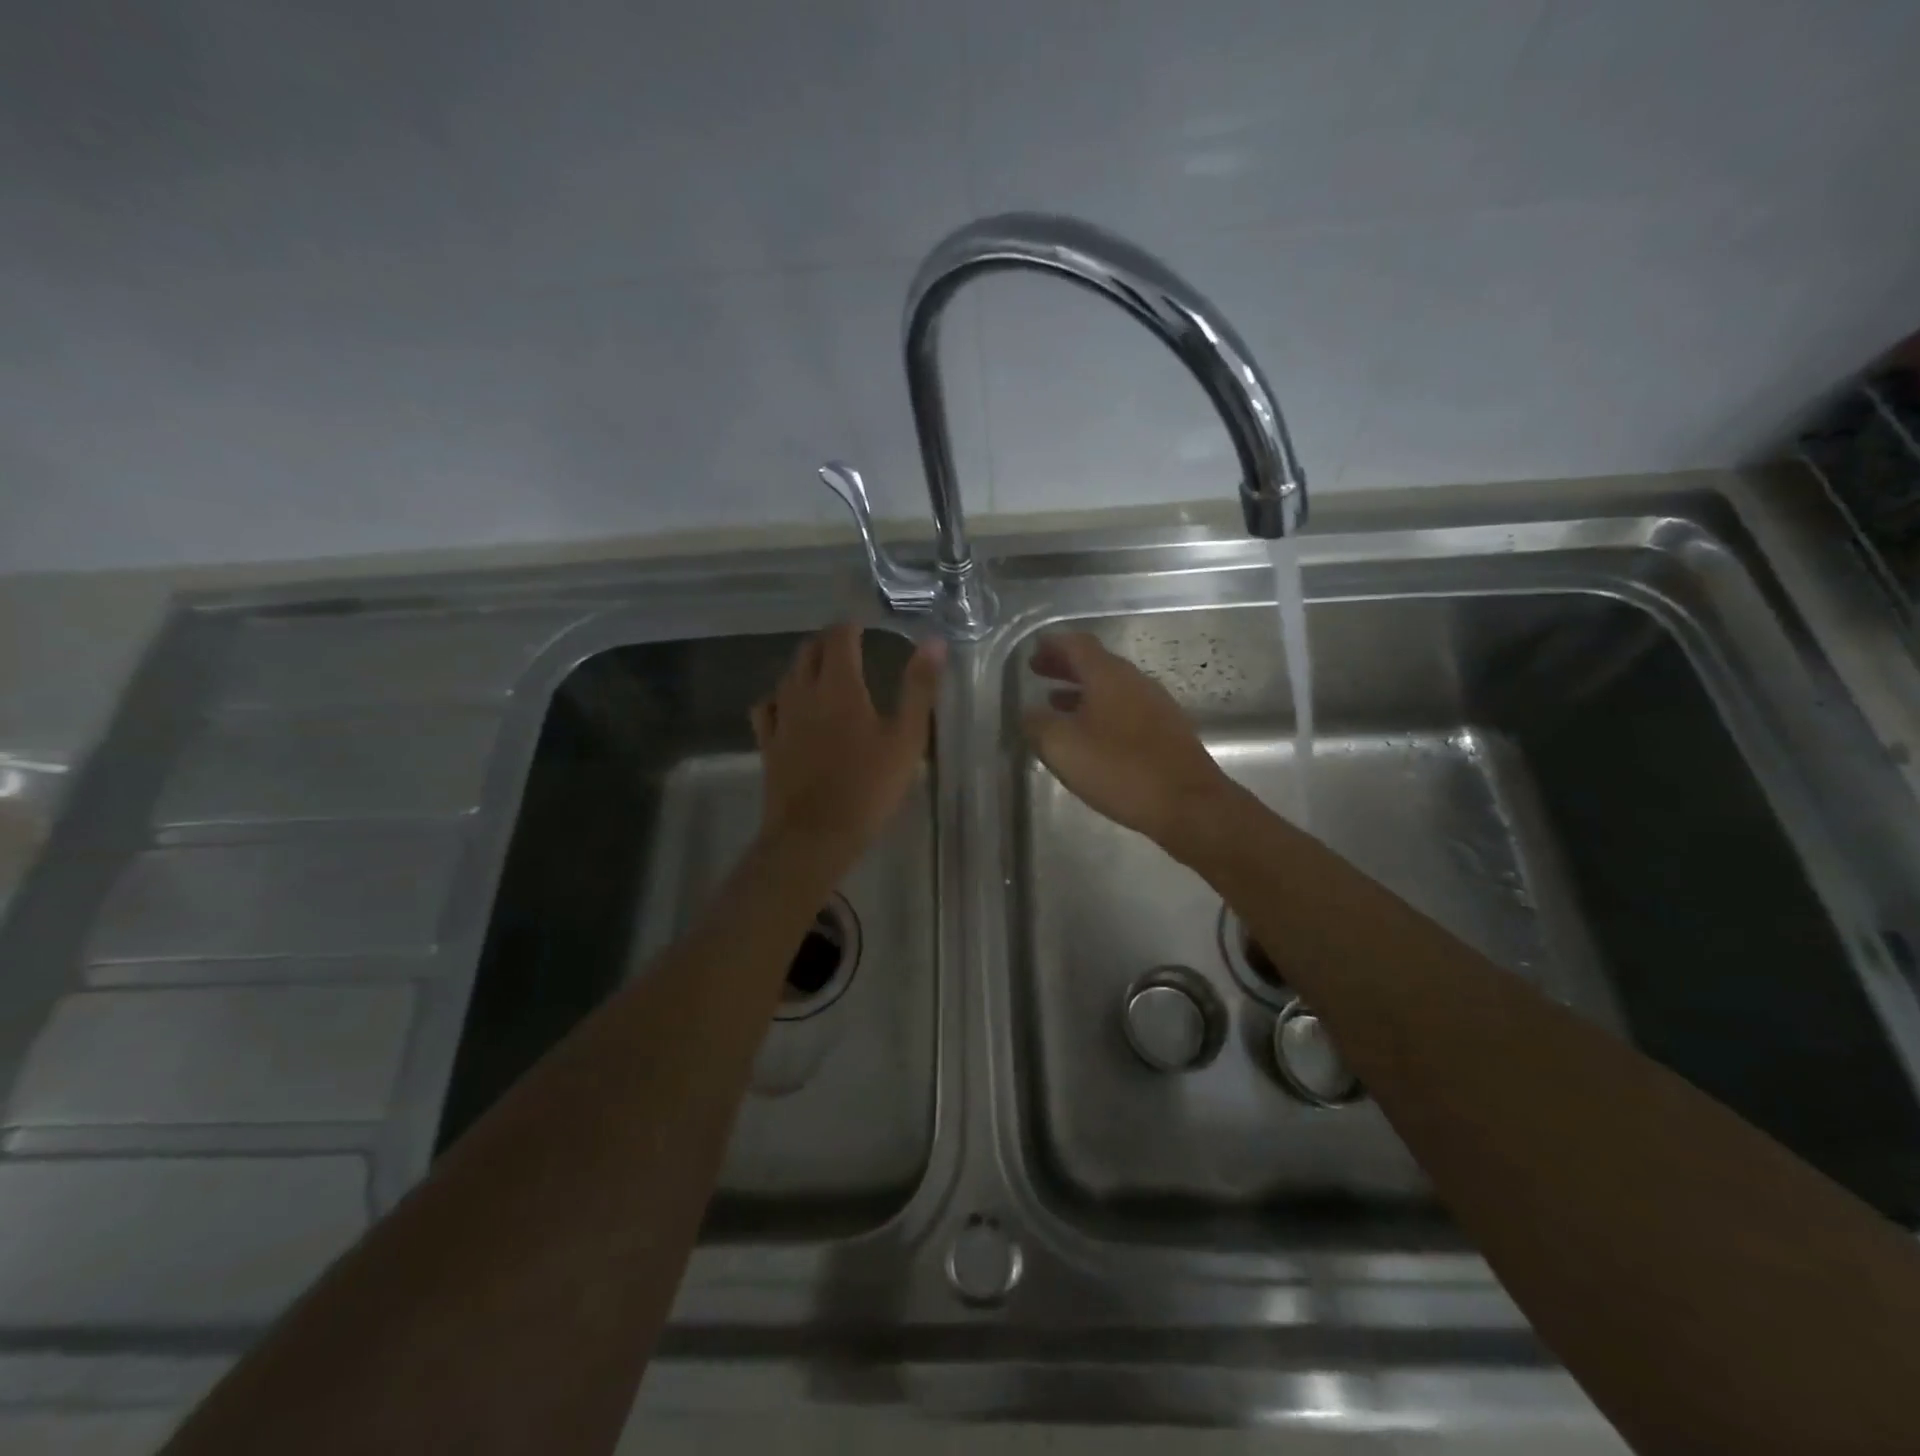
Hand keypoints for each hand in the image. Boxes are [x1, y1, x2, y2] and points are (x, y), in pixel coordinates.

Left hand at [751, 623, 943, 859]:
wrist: (815, 834)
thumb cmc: (868, 786)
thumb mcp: (906, 738)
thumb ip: (919, 687)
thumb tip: (934, 642)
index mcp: (839, 685)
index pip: (839, 637)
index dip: (851, 626)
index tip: (864, 627)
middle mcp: (804, 691)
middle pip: (809, 651)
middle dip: (828, 642)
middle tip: (849, 646)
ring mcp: (781, 717)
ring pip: (788, 675)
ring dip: (806, 665)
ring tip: (824, 671)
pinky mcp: (768, 743)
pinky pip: (767, 707)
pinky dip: (780, 697)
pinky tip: (789, 706)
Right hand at [1022, 630, 1240, 858]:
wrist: (1189, 804)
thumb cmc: (1120, 770)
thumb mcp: (1063, 748)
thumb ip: (1038, 724)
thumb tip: (1028, 712)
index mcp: (1108, 675)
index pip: (1077, 644)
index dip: (1053, 644)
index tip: (1034, 650)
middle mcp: (1135, 681)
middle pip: (1096, 663)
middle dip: (1065, 666)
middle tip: (1039, 672)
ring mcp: (1156, 705)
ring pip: (1111, 687)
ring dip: (1082, 691)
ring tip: (1056, 703)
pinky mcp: (1167, 731)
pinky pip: (1126, 708)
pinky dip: (1101, 711)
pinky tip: (1091, 735)